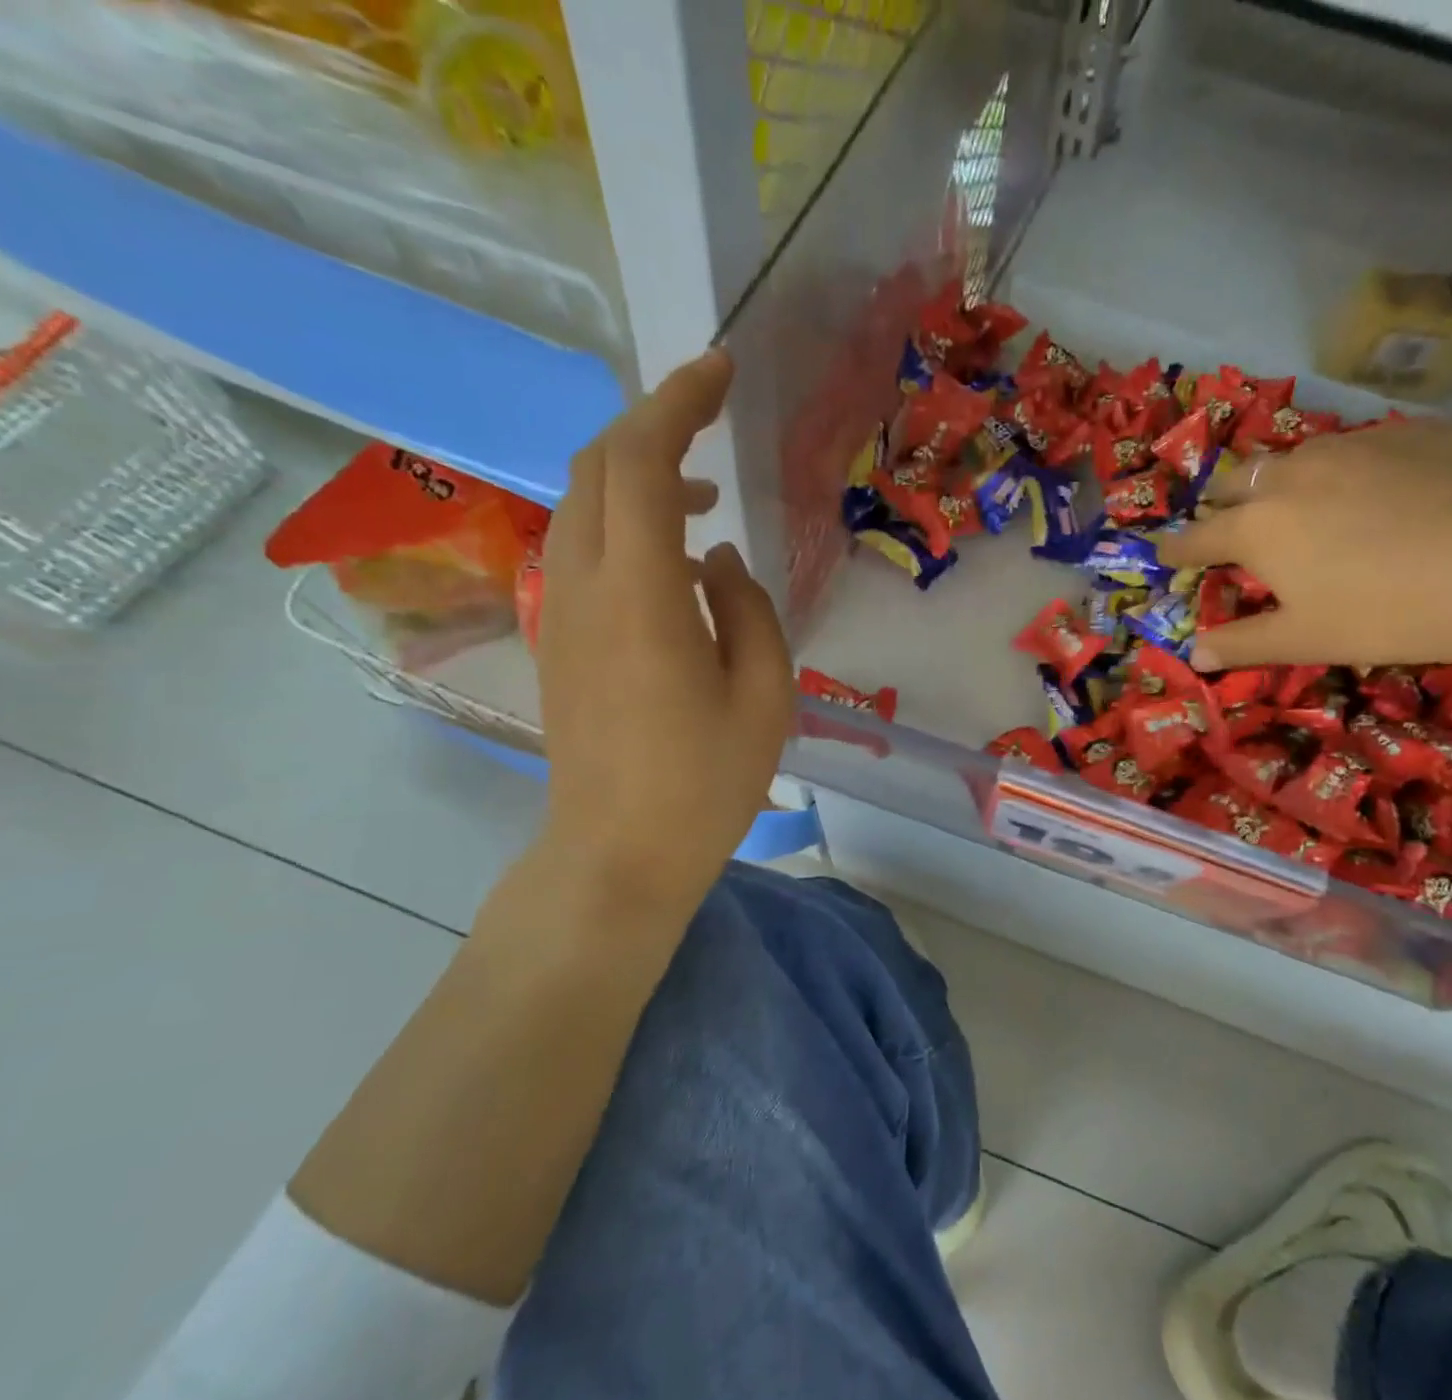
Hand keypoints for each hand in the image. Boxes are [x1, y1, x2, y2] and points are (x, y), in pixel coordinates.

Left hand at [534, 349, 792, 911]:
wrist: (618, 852)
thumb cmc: (706, 780)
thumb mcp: (764, 692)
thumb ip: (748, 608)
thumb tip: (718, 560)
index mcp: (641, 593)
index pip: (641, 460)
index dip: (679, 401)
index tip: (721, 368)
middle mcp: (585, 585)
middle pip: (598, 466)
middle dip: (652, 424)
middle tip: (713, 418)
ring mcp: (562, 611)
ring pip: (585, 505)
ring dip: (639, 477)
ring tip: (705, 499)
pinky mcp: (561, 638)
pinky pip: (585, 549)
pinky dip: (626, 523)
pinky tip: (675, 559)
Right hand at [1159, 420, 1451, 672]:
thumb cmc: (1389, 611)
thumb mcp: (1306, 639)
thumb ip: (1243, 643)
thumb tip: (1195, 654)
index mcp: (1258, 527)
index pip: (1197, 536)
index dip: (1176, 548)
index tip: (1163, 553)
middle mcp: (1293, 475)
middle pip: (1237, 483)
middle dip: (1222, 504)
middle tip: (1227, 525)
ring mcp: (1353, 445)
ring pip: (1294, 456)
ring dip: (1280, 480)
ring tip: (1296, 501)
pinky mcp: (1412, 432)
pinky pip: (1357, 446)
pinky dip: (1343, 468)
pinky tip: (1373, 488)